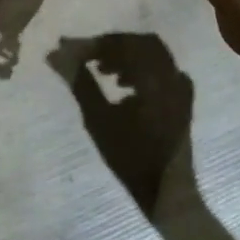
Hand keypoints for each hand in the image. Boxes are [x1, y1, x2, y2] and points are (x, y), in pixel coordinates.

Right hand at [49, 33, 193, 216]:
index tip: (68, 47)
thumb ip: (79, 83)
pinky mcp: (183, 101)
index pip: (122, 45)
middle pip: (140, 44)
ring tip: (102, 71)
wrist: (168, 196)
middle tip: (88, 56)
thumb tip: (55, 55)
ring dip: (126, 56)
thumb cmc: (132, 160)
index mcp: (156, 78)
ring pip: (153, 55)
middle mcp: (173, 76)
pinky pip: (163, 70)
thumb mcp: (99, 120)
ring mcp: (181, 89)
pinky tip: (125, 85)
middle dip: (112, 46)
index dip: (93, 44)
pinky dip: (142, 68)